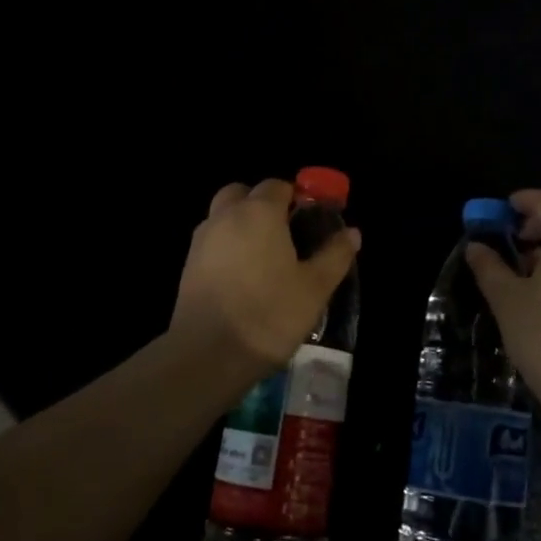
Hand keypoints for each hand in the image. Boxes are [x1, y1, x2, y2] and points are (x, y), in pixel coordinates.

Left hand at [169, 179, 360, 379]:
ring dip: (242, 226)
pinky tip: (243, 280)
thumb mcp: (315, 287)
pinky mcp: (187, 266)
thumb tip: (352, 232)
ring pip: (223, 217)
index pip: (277, 186)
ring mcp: (201, 240)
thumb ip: (335, 255)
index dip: (296, 198)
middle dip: (262, 205)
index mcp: (259, 212)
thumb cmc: (269, 314)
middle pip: (243, 194)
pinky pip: (212, 243)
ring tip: (265, 261)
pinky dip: (227, 249)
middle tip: (284, 235)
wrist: (207, 355)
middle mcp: (226, 216)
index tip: (310, 222)